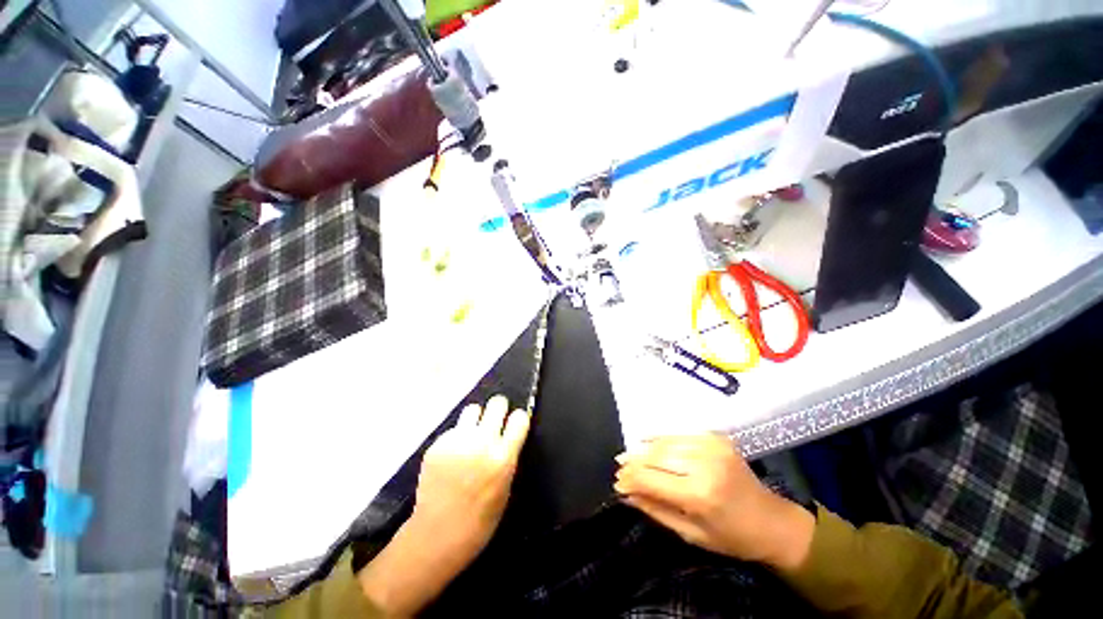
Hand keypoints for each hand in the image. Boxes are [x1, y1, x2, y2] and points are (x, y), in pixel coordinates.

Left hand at [359, 396, 529, 616]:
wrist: (436, 536)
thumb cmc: (479, 521)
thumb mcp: (505, 489)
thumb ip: (508, 458)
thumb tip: (508, 437)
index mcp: (503, 458)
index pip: (519, 418)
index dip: (518, 420)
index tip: (515, 424)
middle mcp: (481, 443)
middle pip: (497, 403)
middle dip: (499, 410)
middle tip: (495, 421)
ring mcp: (457, 441)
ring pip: (473, 409)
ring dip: (476, 419)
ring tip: (472, 435)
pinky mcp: (437, 444)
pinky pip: (453, 429)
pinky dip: (457, 437)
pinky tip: (452, 456)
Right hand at [614, 434, 814, 571]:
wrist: (772, 520)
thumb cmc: (732, 537)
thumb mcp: (690, 534)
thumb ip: (655, 510)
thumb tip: (626, 493)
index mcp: (699, 495)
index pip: (651, 479)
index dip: (630, 478)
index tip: (616, 482)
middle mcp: (704, 465)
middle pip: (655, 456)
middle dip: (633, 462)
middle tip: (619, 467)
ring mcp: (711, 446)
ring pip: (665, 442)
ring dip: (644, 449)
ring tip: (629, 455)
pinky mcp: (715, 437)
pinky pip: (679, 434)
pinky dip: (660, 438)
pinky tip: (647, 441)